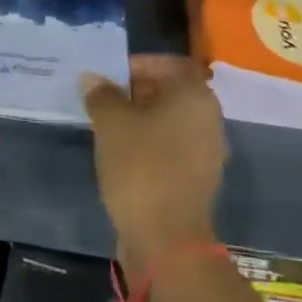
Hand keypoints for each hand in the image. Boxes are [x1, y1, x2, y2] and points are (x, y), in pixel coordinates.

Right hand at [82, 55, 225, 278]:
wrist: (166, 238)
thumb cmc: (140, 167)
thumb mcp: (111, 123)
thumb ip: (102, 94)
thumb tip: (93, 78)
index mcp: (194, 96)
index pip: (170, 64)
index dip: (140, 64)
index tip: (111, 75)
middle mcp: (209, 118)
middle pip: (173, 91)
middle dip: (138, 90)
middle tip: (105, 98)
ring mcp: (207, 150)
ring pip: (172, 120)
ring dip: (143, 117)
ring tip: (109, 125)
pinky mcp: (199, 177)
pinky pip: (173, 145)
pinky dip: (151, 142)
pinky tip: (124, 153)